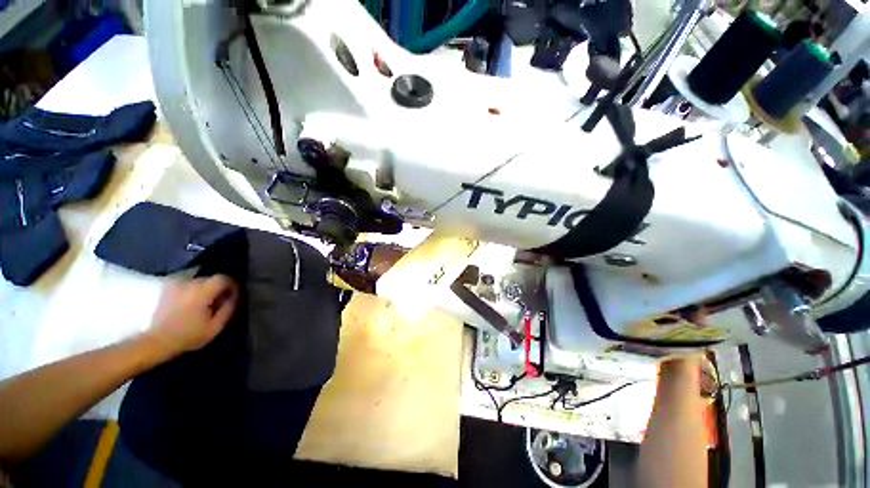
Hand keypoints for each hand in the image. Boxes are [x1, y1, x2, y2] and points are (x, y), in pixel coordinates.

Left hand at [144, 275, 238, 358]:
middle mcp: (189, 282)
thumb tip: (234, 296)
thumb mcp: (216, 326)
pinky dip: (194, 290)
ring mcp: (176, 284)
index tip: (234, 296)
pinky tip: (193, 302)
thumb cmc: (188, 335)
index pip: (224, 278)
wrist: (156, 341)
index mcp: (202, 290)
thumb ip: (229, 308)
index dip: (233, 285)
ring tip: (206, 303)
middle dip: (219, 288)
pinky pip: (187, 283)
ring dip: (206, 289)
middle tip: (220, 302)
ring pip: (199, 281)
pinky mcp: (168, 288)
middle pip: (211, 278)